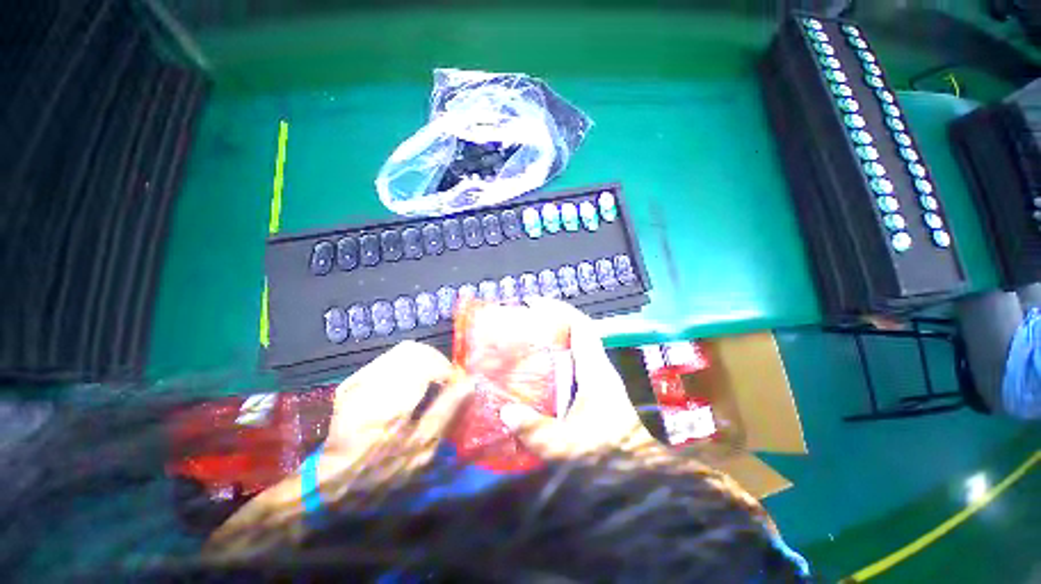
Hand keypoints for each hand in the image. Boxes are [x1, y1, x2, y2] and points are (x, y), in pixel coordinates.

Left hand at [207, 341, 471, 555]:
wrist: (330, 484)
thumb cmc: (381, 474)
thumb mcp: (421, 451)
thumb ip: (447, 412)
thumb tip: (469, 383)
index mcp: (391, 406)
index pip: (427, 364)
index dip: (447, 370)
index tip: (456, 383)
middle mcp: (373, 386)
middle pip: (413, 351)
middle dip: (435, 361)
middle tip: (444, 381)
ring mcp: (359, 382)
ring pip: (401, 352)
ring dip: (422, 362)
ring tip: (429, 382)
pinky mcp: (352, 383)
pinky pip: (388, 360)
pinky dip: (407, 366)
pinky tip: (409, 384)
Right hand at [499, 297, 657, 456]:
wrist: (646, 474)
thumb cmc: (611, 454)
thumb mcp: (568, 446)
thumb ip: (535, 430)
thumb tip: (505, 411)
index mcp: (595, 370)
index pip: (580, 326)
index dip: (559, 310)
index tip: (534, 303)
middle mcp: (599, 369)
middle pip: (576, 335)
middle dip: (552, 324)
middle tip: (523, 325)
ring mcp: (600, 382)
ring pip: (575, 352)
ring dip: (553, 344)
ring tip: (526, 345)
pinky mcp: (598, 395)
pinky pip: (574, 368)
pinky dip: (557, 363)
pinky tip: (539, 376)